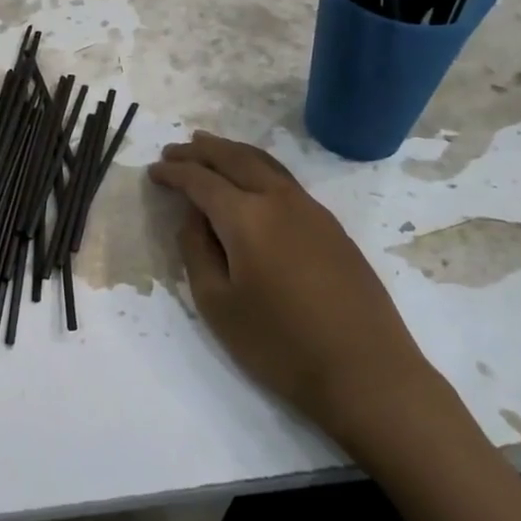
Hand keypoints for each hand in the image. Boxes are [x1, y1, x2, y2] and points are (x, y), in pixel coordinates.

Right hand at [149, 132, 446, 454]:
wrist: (366, 372)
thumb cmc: (280, 344)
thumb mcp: (217, 304)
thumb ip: (197, 251)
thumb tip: (193, 217)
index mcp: (246, 216)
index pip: (201, 180)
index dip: (174, 173)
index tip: (153, 170)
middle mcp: (279, 199)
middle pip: (235, 158)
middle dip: (201, 151)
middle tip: (175, 149)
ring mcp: (312, 210)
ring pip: (264, 163)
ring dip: (232, 152)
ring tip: (209, 149)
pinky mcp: (332, 227)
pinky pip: (285, 180)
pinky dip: (258, 168)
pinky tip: (252, 182)